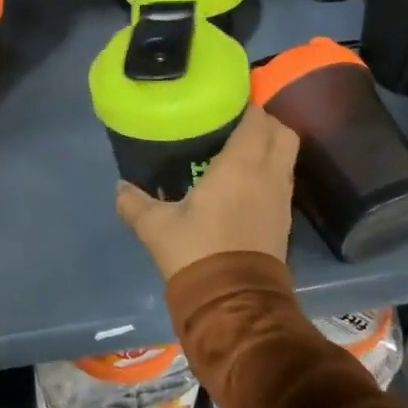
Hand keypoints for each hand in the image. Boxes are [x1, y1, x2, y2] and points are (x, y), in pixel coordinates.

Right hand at [114, 103, 298, 282]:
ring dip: (269, 147)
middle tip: (235, 125)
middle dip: (264, 122)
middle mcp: (268, 174)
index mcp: (240, 165)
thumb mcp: (156, 227)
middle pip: (282, 132)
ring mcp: (281, 198)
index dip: (246, 106)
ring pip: (286, 157)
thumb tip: (120, 187)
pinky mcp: (284, 220)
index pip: (256, 119)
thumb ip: (135, 203)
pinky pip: (282, 181)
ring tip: (239, 151)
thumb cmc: (197, 252)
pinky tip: (244, 183)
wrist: (234, 303)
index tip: (226, 104)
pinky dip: (270, 172)